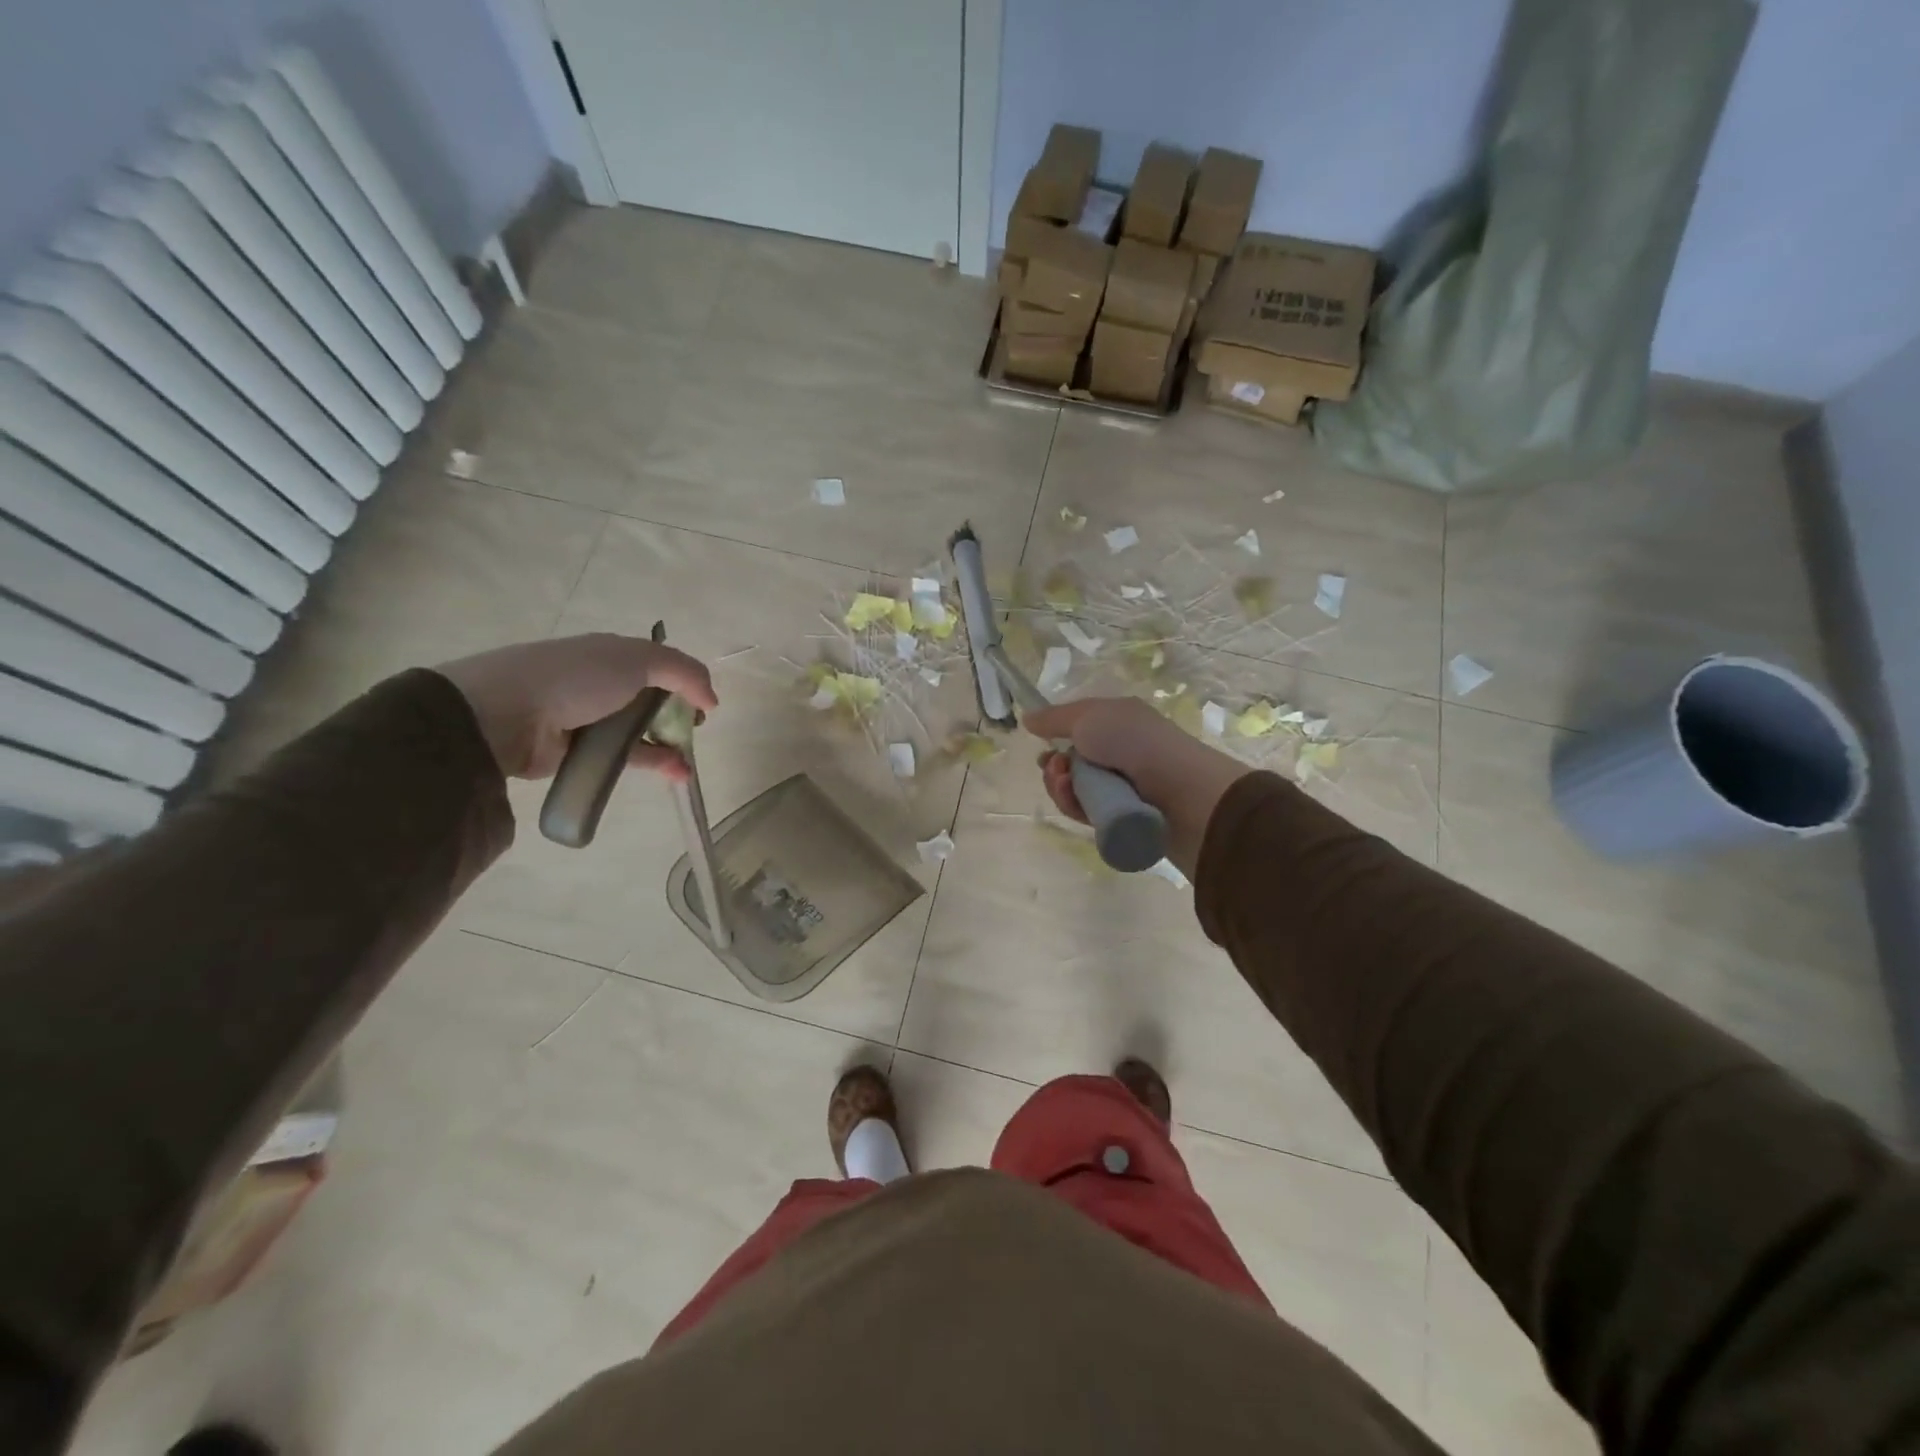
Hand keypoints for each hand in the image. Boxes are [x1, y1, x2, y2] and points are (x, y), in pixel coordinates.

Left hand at [435, 634, 717, 780]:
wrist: (506, 714)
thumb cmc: (577, 677)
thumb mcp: (640, 660)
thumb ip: (684, 673)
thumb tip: (712, 700)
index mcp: (612, 653)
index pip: (659, 664)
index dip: (685, 681)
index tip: (703, 703)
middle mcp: (602, 682)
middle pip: (651, 699)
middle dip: (678, 714)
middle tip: (695, 730)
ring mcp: (590, 718)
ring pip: (640, 731)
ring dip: (669, 745)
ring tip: (689, 762)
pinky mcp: (581, 752)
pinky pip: (626, 758)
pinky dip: (653, 765)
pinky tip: (677, 774)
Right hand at [1024, 696, 1250, 875]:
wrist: (1182, 793)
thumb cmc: (1135, 742)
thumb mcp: (1090, 717)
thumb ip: (1055, 718)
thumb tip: (1028, 718)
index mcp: (1117, 724)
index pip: (1078, 730)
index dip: (1056, 737)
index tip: (1041, 745)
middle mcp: (1119, 754)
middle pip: (1071, 763)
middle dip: (1054, 766)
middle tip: (1055, 768)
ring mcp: (1120, 788)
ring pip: (1074, 790)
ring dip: (1060, 787)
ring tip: (1065, 784)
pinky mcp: (1120, 818)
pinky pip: (1085, 813)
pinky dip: (1074, 807)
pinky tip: (1075, 802)